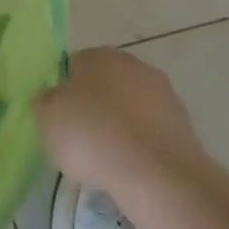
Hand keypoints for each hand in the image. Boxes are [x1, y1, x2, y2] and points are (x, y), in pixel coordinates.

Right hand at [34, 48, 210, 191]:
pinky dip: (139, 140)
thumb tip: (51, 97)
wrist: (155, 172)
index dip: (62, 91)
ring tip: (105, 156)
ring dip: (118, 122)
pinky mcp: (183, 122)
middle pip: (104, 83)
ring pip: (129, 105)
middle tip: (79, 136)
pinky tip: (129, 163)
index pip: (72, 65)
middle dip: (93, 104)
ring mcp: (163, 92)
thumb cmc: (90, 136)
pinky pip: (149, 127)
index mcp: (97, 56)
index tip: (58, 117)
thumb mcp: (46, 119)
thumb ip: (45, 102)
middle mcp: (133, 64)